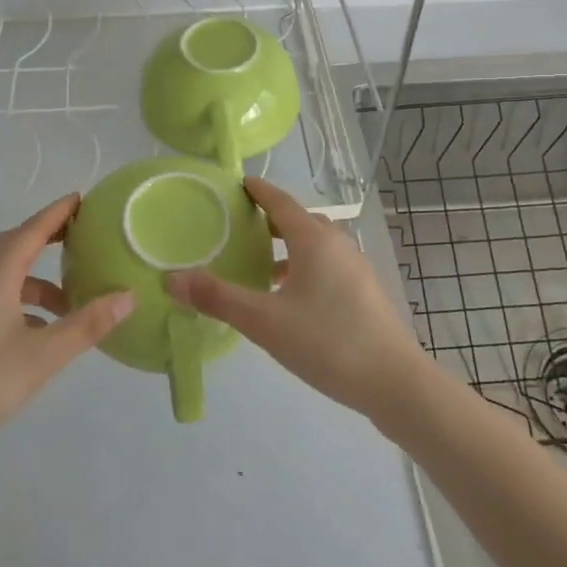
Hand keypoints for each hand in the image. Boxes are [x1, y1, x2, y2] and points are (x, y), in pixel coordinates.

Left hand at [0, 195, 132, 470]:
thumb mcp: (43, 356)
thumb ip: (86, 325)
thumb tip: (128, 296)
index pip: (29, 232)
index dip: (56, 213)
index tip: (80, 198)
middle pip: (13, 247)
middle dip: (46, 238)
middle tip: (80, 238)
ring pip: (4, 278)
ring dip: (37, 281)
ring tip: (70, 303)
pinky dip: (22, 303)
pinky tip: (39, 333)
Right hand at [165, 177, 426, 423]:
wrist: (395, 382)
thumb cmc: (327, 342)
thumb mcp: (264, 322)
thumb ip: (218, 298)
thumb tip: (171, 278)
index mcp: (314, 240)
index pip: (281, 202)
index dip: (258, 191)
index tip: (238, 184)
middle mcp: (338, 245)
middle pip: (300, 221)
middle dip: (272, 220)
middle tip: (241, 227)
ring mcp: (356, 269)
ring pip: (317, 246)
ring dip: (290, 248)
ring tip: (261, 267)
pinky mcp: (365, 293)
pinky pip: (328, 266)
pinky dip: (305, 268)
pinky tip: (292, 300)